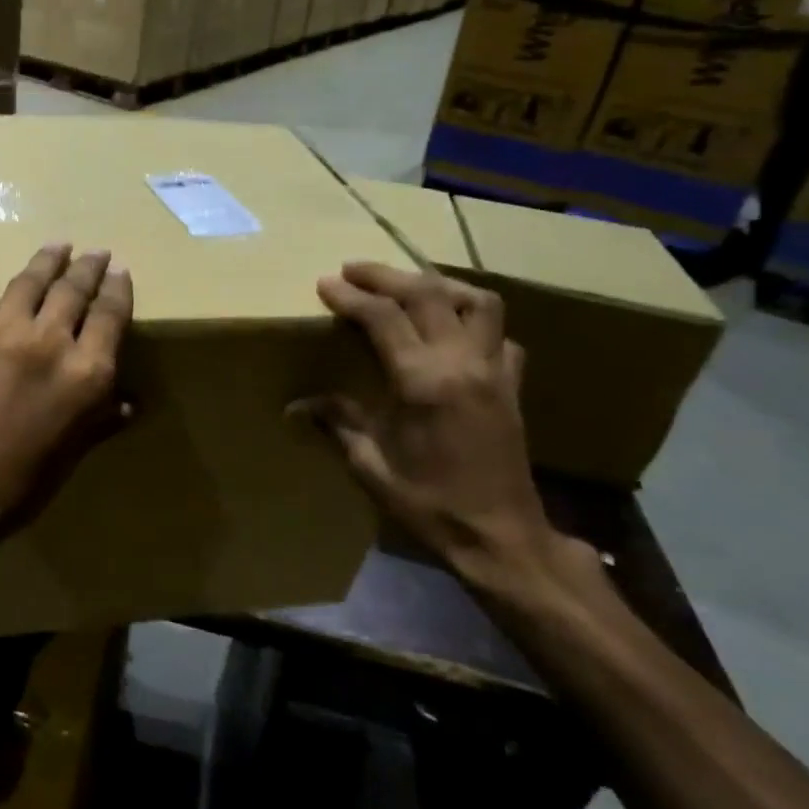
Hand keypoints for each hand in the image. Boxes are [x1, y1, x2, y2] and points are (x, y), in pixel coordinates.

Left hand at [0, 242, 132, 553]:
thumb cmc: (20, 486)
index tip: (120, 270)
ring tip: (56, 246)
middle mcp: (47, 342)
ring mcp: (0, 335)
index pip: (109, 314)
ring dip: (45, 262)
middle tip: (95, 250)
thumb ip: (100, 420)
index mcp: (85, 372)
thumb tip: (127, 403)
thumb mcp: (71, 455)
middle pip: (73, 289)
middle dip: (87, 266)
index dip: (117, 288)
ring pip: (28, 284)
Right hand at [300, 262, 550, 582]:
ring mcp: (495, 371)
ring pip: (477, 302)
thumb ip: (337, 423)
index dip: (351, 297)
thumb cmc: (429, 504)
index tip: (325, 284)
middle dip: (386, 275)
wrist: (500, 538)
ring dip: (439, 285)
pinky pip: (500, 335)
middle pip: (427, 294)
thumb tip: (295, 405)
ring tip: (408, 286)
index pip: (383, 318)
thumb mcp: (371, 466)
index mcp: (423, 382)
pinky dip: (475, 320)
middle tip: (353, 270)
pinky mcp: (513, 386)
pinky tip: (453, 330)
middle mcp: (462, 363)